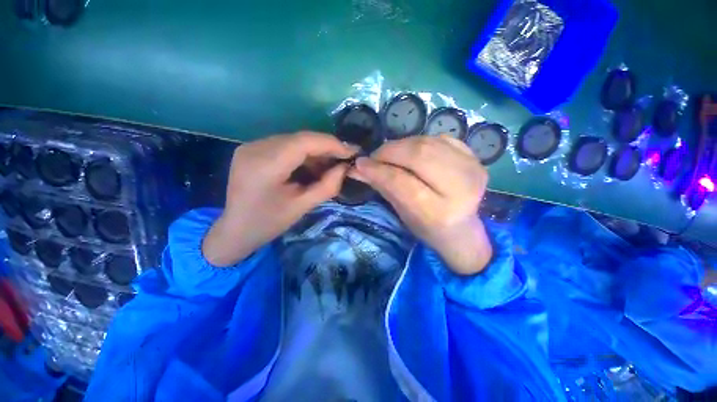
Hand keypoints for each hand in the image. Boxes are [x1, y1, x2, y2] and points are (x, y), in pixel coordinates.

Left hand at [202, 132, 356, 266]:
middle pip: (300, 138)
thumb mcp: (302, 207)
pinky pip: (284, 145)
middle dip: (326, 147)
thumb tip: (345, 168)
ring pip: (293, 140)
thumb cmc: (269, 223)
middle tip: (344, 160)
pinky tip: (311, 166)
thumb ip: (328, 186)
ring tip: (330, 165)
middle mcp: (255, 148)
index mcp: (265, 165)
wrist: (235, 230)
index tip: (352, 152)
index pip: (304, 142)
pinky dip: (302, 153)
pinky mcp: (252, 149)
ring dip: (315, 151)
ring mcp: (251, 146)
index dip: (331, 144)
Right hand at [349, 135, 491, 274]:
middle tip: (375, 157)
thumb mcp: (402, 213)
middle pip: (418, 156)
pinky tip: (412, 152)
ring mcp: (472, 169)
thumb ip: (382, 187)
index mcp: (439, 213)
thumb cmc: (428, 228)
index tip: (360, 163)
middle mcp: (461, 188)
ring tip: (391, 155)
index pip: (402, 182)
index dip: (378, 170)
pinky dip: (420, 142)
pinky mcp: (475, 158)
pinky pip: (440, 139)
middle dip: (390, 151)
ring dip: (402, 145)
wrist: (462, 229)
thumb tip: (358, 167)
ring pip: (428, 143)